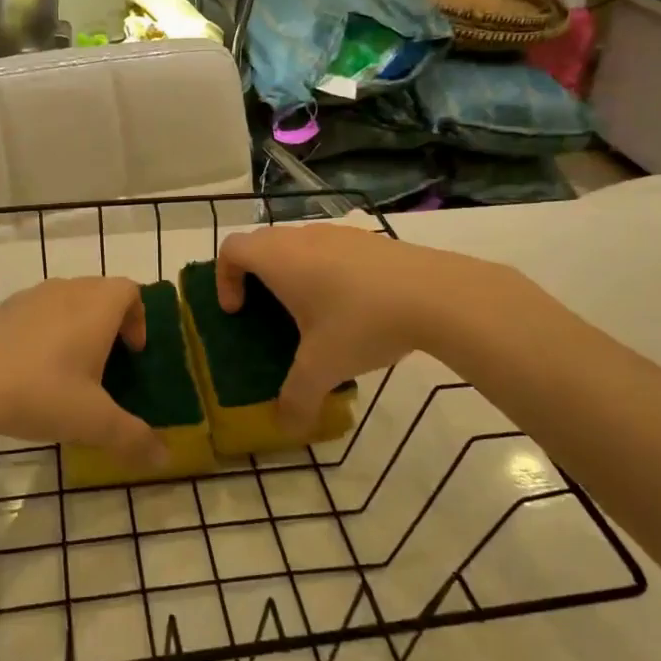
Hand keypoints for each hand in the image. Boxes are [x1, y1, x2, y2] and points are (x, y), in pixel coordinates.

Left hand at [0, 277, 163, 465]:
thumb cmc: (42, 392)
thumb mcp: (94, 422)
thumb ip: (133, 438)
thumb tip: (166, 459)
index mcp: (97, 306)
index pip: (130, 290)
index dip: (139, 317)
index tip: (133, 352)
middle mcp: (66, 290)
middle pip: (99, 292)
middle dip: (109, 322)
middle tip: (106, 362)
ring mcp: (29, 297)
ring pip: (65, 300)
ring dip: (76, 325)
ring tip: (69, 368)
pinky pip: (35, 313)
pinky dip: (44, 332)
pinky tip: (30, 371)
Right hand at [216, 225, 521, 437]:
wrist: (436, 294)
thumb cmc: (362, 323)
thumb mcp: (323, 368)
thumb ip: (297, 399)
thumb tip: (285, 427)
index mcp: (279, 259)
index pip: (232, 249)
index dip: (224, 278)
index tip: (238, 311)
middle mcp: (303, 238)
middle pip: (262, 243)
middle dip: (255, 276)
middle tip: (266, 313)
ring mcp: (339, 233)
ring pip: (298, 244)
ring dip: (292, 273)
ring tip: (311, 314)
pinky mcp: (369, 240)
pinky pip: (330, 249)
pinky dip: (324, 271)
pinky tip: (352, 308)